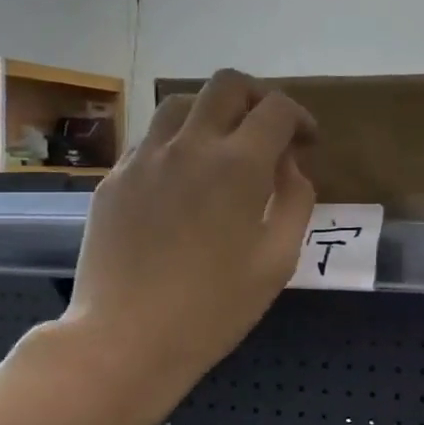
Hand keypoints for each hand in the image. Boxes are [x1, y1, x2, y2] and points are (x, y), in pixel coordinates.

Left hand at [53, 69, 316, 414]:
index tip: (308, 142)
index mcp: (238, 165)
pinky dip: (178, 142)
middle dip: (257, 97)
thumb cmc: (215, 308)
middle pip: (226, 85)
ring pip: (181, 102)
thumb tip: (290, 166)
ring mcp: (144, 158)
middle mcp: (189, 146)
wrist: (126, 340)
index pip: (276, 109)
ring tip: (224, 147)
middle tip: (269, 130)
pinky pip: (151, 139)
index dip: (300, 117)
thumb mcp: (278, 260)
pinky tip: (184, 179)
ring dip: (213, 112)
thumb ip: (295, 201)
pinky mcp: (115, 178)